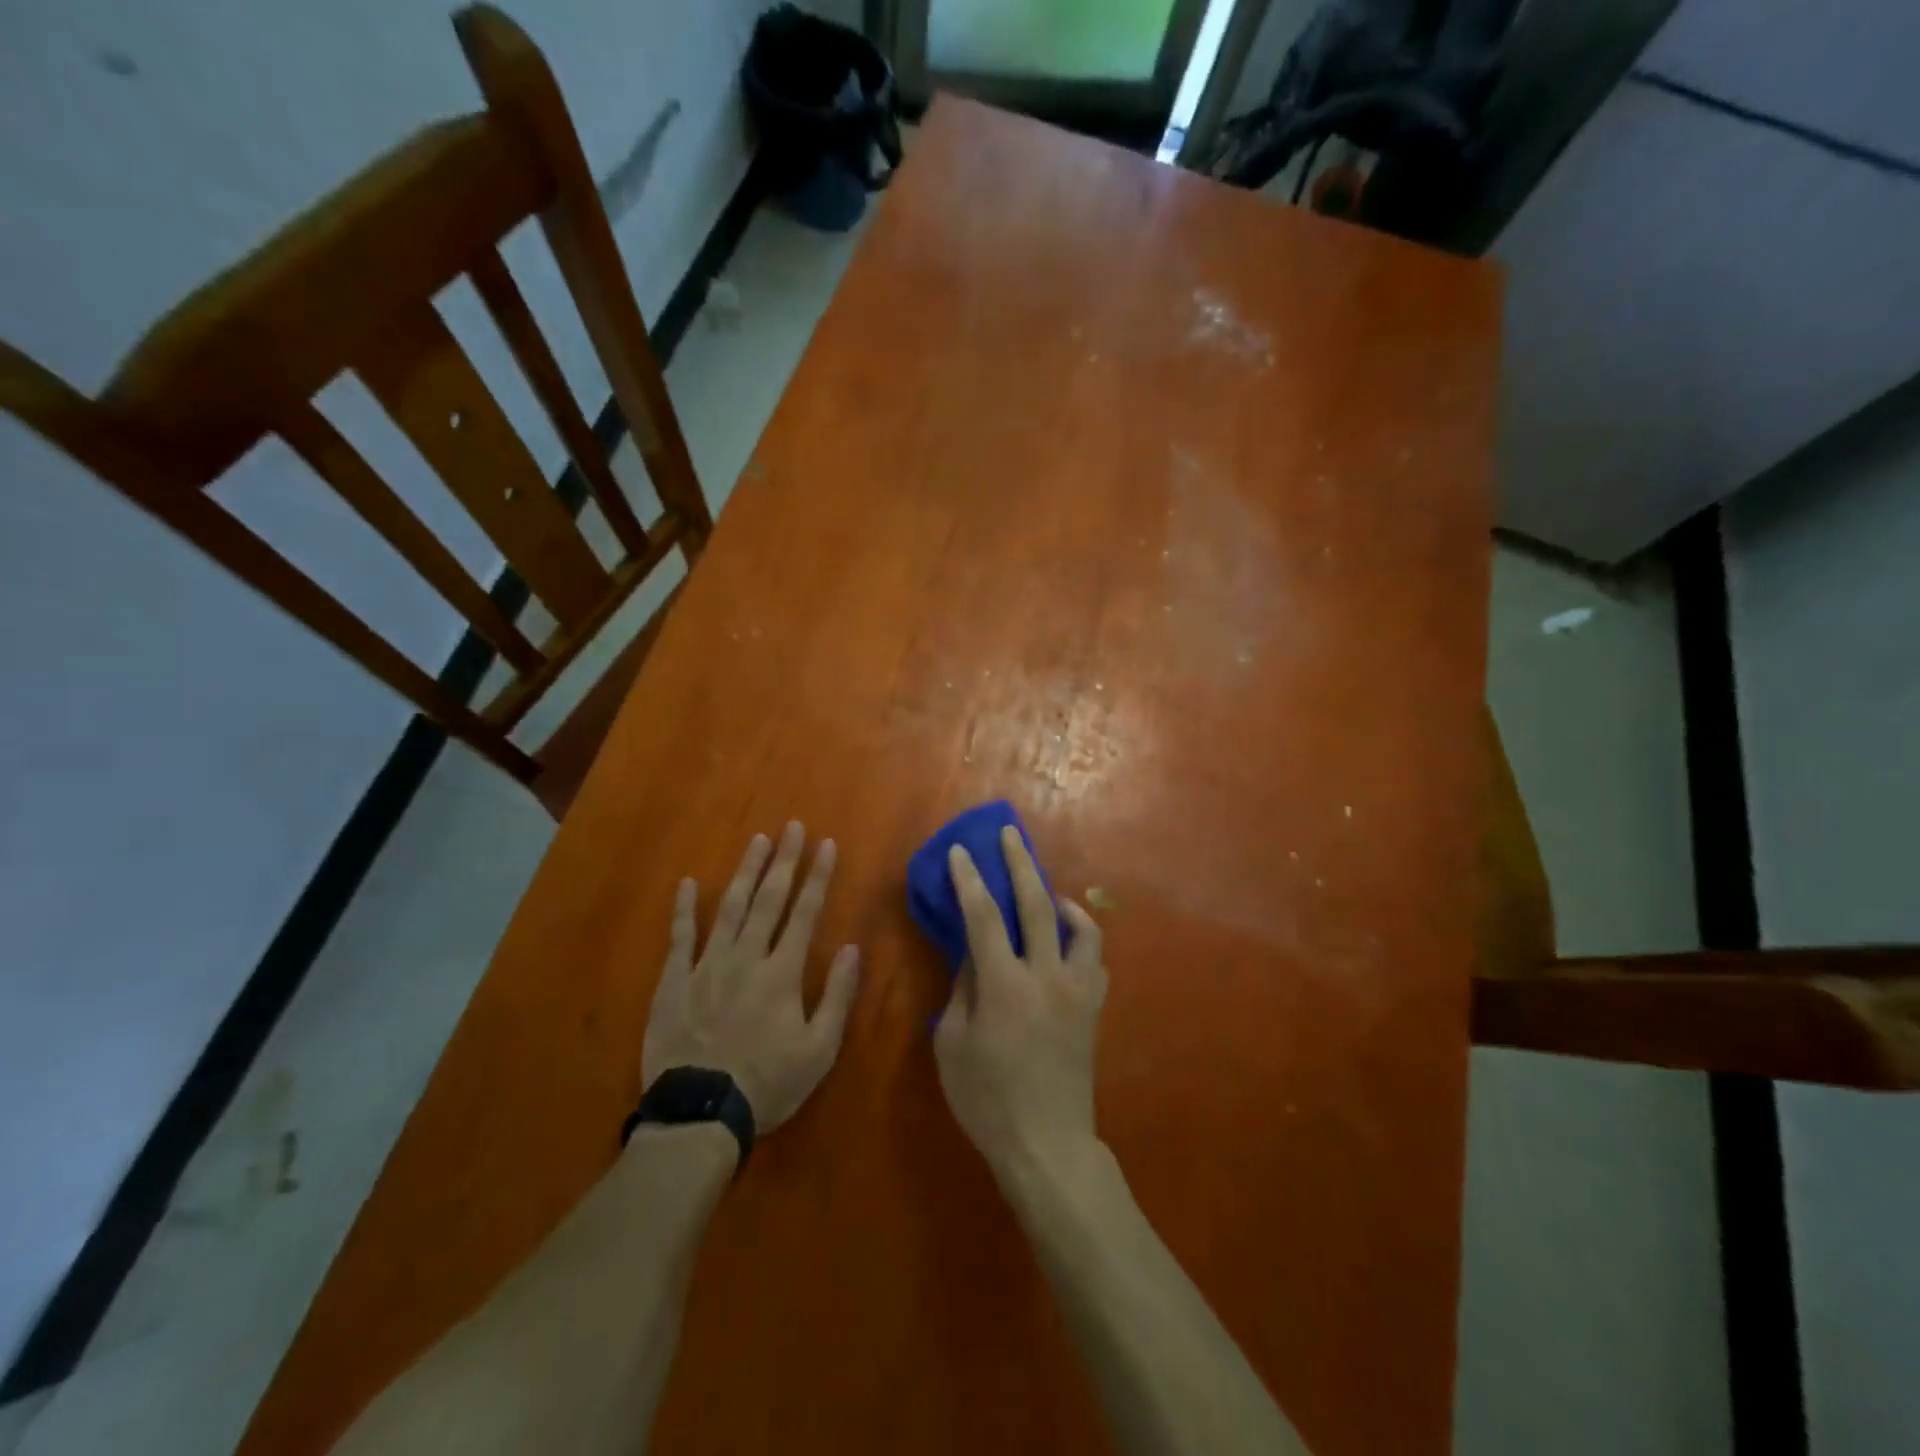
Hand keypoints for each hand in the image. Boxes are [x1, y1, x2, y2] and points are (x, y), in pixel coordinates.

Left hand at [643, 823, 860, 1133]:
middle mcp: (746, 957)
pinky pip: (680, 938)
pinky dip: (683, 910)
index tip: (825, 844)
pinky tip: (686, 884)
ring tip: (757, 841)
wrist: (700, 1114)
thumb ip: (837, 996)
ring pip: (729, 908)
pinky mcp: (674, 981)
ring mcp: (707, 966)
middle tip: (792, 827)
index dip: (817, 876)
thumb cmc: (768, 1083)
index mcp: (782, 972)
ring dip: (745, 872)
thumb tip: (853, 949)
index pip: (805, 912)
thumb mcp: (819, 1050)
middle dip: (784, 860)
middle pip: (768, 899)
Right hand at [935, 825, 1107, 1178]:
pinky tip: (1066, 941)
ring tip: (1046, 893)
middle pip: (1036, 905)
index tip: (960, 851)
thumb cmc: (988, 1100)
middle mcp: (1047, 976)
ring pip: (1081, 927)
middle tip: (1009, 834)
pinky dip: (1081, 939)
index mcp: (1005, 985)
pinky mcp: (1093, 1007)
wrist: (1048, 1145)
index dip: (969, 879)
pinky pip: (1094, 959)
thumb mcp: (952, 1045)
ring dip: (1061, 900)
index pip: (983, 917)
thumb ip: (962, 990)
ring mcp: (1077, 990)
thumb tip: (972, 954)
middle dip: (1019, 863)